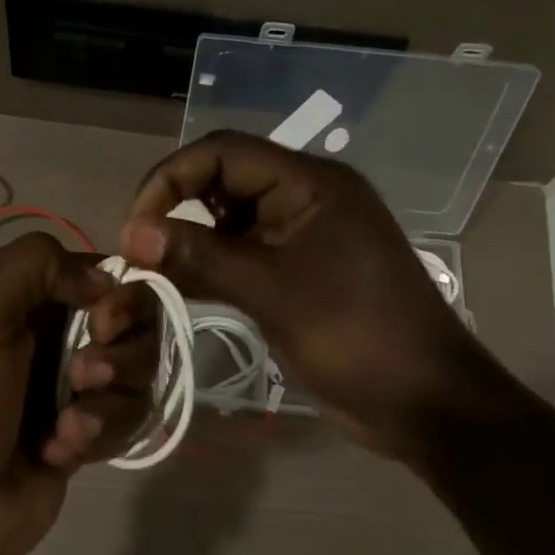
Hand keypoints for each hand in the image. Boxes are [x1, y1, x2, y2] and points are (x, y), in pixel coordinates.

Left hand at [0, 232, 156, 554]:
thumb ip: (34, 264)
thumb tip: (105, 279)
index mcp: (30, 299)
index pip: (107, 274)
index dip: (120, 296)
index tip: (104, 322)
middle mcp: (59, 336)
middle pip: (136, 325)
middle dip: (120, 352)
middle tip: (83, 376)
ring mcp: (77, 387)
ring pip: (138, 375)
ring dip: (107, 401)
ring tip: (65, 427)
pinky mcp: (89, 433)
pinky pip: (128, 420)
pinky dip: (96, 435)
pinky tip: (56, 452)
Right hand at [119, 130, 520, 460]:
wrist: (424, 402)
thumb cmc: (356, 336)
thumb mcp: (273, 291)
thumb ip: (201, 256)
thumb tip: (131, 233)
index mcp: (311, 183)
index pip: (223, 152)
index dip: (171, 178)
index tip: (136, 226)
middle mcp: (305, 199)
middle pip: (223, 181)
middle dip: (176, 208)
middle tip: (139, 251)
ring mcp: (302, 237)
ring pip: (228, 221)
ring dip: (189, 241)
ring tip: (151, 273)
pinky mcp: (297, 273)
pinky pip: (242, 254)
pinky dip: (209, 267)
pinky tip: (180, 288)